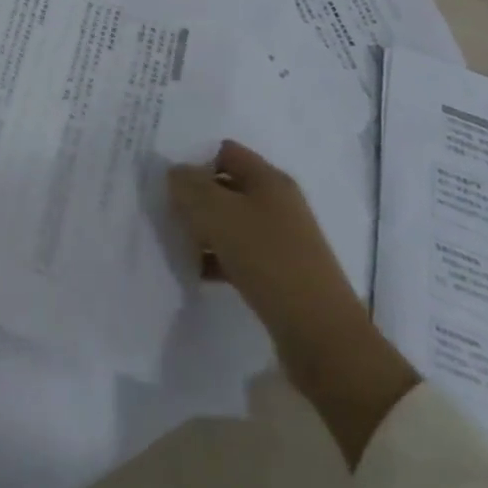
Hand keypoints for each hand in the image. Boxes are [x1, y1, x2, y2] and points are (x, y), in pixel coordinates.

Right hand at [167, 140, 361, 358]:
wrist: (321, 335)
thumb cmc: (268, 259)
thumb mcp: (218, 213)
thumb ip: (189, 186)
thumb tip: (176, 173)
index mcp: (269, 180)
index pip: (225, 152)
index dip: (195, 160)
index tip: (168, 182)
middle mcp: (278, 203)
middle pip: (226, 187)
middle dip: (195, 197)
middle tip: (166, 212)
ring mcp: (281, 240)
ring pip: (230, 222)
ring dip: (203, 230)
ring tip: (176, 244)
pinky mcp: (279, 273)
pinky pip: (239, 254)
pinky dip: (216, 258)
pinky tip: (197, 272)